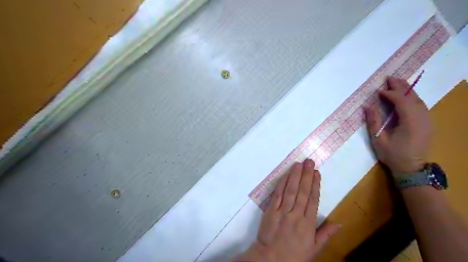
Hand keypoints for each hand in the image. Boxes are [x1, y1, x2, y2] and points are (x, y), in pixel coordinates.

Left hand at [238, 159, 340, 261]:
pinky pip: (277, 194)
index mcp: (308, 224)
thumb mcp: (314, 248)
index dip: (315, 185)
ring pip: (290, 190)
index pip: (313, 200)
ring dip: (295, 176)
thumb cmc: (294, 254)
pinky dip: (281, 183)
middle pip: (303, 192)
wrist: (271, 258)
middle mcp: (296, 214)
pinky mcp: (271, 210)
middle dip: (306, 175)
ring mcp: (283, 211)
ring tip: (299, 164)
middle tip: (309, 161)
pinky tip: (285, 175)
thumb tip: (339, 223)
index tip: (317, 172)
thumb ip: (325, 234)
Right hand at [363, 77, 432, 176]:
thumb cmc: (393, 155)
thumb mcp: (379, 140)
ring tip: (395, 83)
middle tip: (389, 78)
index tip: (378, 90)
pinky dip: (411, 97)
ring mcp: (427, 120)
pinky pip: (420, 105)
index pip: (401, 101)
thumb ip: (373, 121)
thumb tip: (367, 106)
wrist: (412, 168)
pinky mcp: (427, 123)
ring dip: (407, 90)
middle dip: (400, 86)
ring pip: (418, 100)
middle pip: (412, 97)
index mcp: (410, 122)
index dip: (390, 94)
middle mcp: (422, 118)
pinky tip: (404, 95)